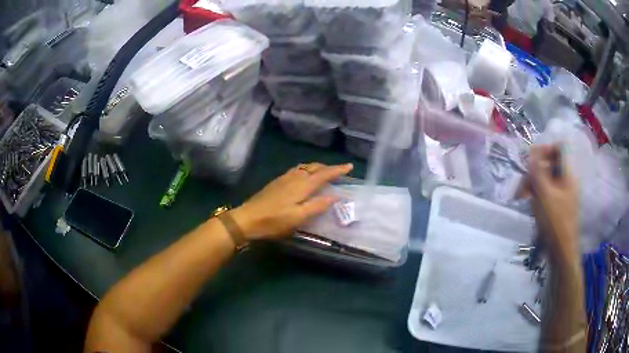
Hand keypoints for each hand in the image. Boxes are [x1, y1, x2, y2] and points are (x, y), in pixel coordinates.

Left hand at [230, 163, 352, 239]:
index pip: (324, 174)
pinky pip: (296, 170)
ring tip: (325, 171)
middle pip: (314, 167)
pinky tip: (304, 176)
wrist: (247, 218)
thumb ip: (317, 206)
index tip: (349, 166)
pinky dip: (306, 169)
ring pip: (305, 167)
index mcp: (302, 185)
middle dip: (328, 167)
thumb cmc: (274, 221)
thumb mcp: (298, 218)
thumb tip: (335, 196)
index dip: (337, 170)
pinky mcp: (276, 182)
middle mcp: (294, 177)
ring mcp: (284, 178)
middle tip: (339, 170)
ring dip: (317, 167)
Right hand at [529, 145, 578, 263]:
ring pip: (546, 178)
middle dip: (535, 171)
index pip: (559, 148)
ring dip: (533, 184)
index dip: (546, 149)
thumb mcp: (544, 195)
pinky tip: (530, 203)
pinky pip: (546, 191)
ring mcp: (562, 193)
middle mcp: (566, 180)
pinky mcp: (557, 204)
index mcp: (567, 174)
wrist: (561, 251)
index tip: (532, 159)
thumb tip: (531, 153)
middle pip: (550, 164)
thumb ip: (538, 172)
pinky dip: (537, 194)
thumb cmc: (555, 222)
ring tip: (523, 196)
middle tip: (523, 184)